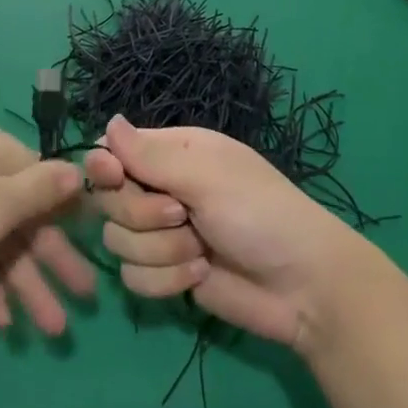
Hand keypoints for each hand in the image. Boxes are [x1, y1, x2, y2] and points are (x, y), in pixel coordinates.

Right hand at [83, 115, 373, 350]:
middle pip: (110, 200)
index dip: (104, 166)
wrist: (303, 286)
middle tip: (181, 216)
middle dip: (142, 215)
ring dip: (160, 251)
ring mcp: (163, 234)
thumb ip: (150, 156)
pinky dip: (166, 280)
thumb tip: (108, 122)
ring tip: (200, 251)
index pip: (113, 151)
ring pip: (118, 241)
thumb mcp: (206, 176)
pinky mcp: (167, 274)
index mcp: (173, 153)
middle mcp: (163, 189)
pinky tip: (200, 276)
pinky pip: (133, 278)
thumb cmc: (259, 214)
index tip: (113, 177)